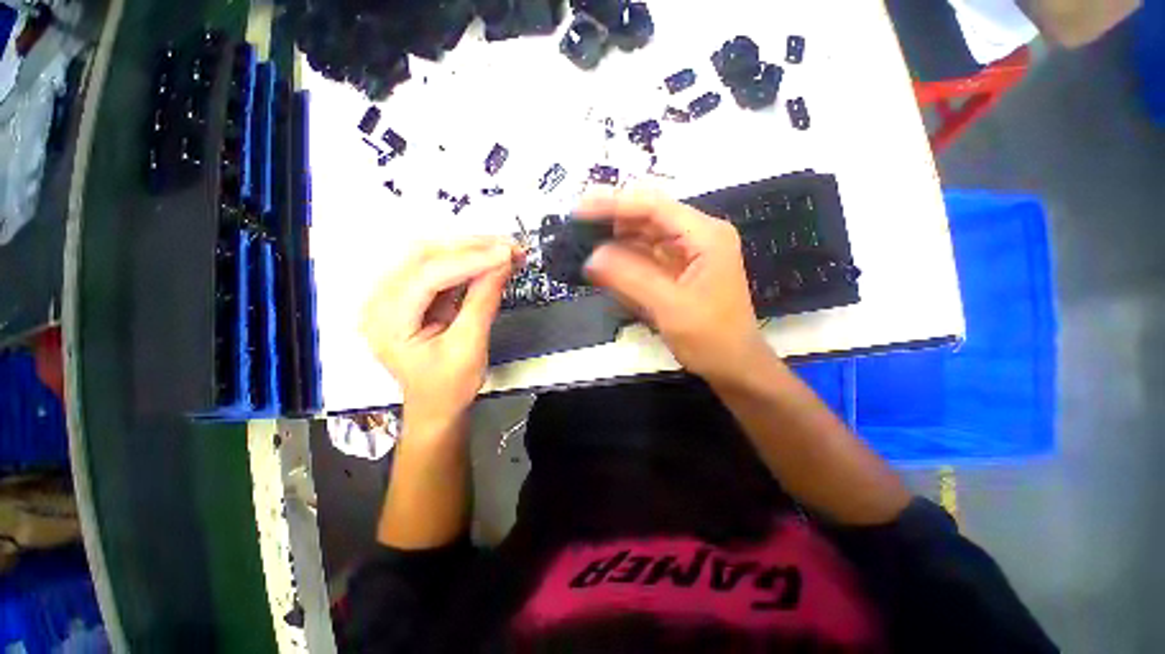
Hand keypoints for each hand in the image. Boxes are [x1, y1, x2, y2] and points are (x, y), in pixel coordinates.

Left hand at [360, 238, 519, 428]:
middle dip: (472, 248)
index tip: (507, 253)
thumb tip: (504, 264)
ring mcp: (395, 295)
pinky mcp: (413, 296)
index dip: (471, 260)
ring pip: (434, 257)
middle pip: (426, 256)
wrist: (437, 407)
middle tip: (510, 247)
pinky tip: (492, 262)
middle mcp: (382, 300)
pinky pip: (441, 269)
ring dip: (472, 251)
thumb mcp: (469, 347)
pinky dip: (469, 264)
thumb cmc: (448, 387)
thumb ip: (484, 301)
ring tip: (506, 251)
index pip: (428, 275)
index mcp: (387, 321)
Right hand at [578, 188, 767, 382]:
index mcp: (705, 236)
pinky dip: (626, 259)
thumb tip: (593, 256)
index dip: (614, 203)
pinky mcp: (680, 269)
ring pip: (646, 236)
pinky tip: (606, 263)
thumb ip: (630, 278)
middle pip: (649, 216)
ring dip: (617, 240)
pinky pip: (648, 256)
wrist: (733, 365)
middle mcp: (698, 236)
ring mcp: (689, 252)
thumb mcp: (669, 307)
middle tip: (578, 226)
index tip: (580, 209)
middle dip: (613, 220)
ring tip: (585, 242)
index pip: (654, 207)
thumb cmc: (710, 338)